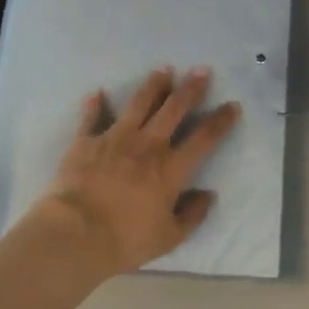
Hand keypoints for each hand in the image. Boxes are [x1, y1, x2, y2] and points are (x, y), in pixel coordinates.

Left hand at [38, 67, 238, 273]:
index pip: (204, 138)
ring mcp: (115, 138)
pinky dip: (94, 105)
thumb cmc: (125, 239)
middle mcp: (147, 145)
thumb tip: (208, 195)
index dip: (221, 121)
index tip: (232, 105)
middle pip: (174, 109)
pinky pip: (92, 118)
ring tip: (163, 69)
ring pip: (139, 103)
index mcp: (170, 169)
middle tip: (201, 70)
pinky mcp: (86, 141)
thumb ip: (192, 215)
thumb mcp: (169, 237)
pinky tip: (97, 93)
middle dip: (191, 88)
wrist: (75, 234)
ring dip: (153, 85)